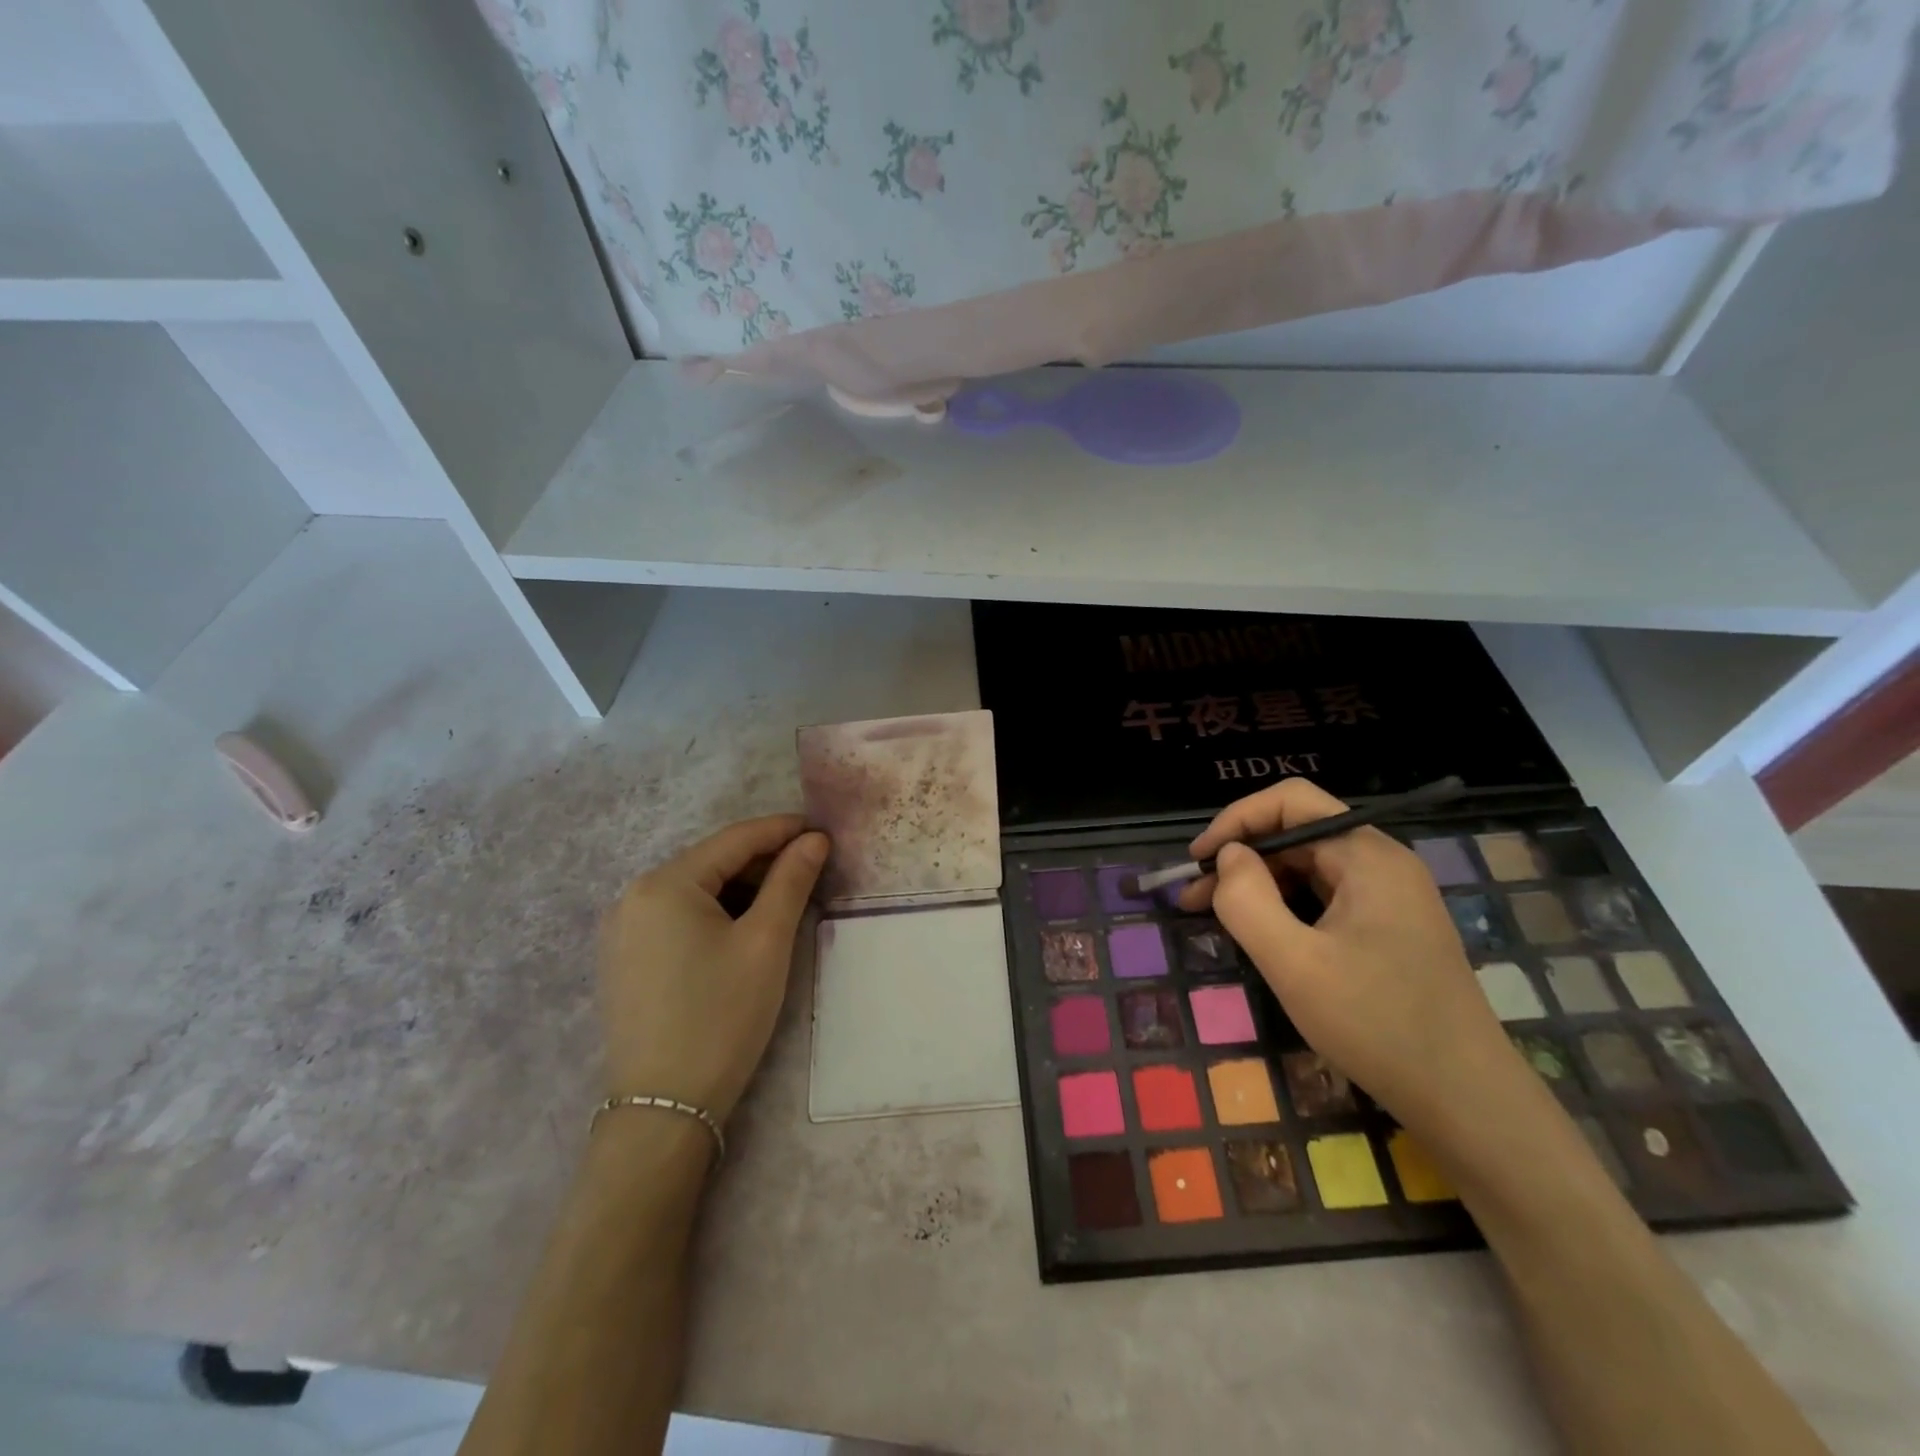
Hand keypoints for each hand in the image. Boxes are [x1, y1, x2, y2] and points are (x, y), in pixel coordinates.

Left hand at [597, 815, 828, 1122]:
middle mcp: (633, 896)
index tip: (822, 830)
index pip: (734, 839)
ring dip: (741, 888)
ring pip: (695, 890)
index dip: (782, 830)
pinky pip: (677, 917)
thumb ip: (791, 881)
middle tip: (811, 870)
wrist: (663, 1110)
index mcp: (664, 883)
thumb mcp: (766, 942)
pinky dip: (715, 912)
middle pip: (712, 862)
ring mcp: (622, 930)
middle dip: (763, 861)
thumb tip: (814, 839)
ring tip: (785, 900)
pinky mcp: (624, 960)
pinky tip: (744, 929)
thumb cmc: (721, 1016)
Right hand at [1177, 779, 1528, 1139]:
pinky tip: (1261, 934)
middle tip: (1194, 898)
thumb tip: (1228, 856)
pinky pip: (1325, 896)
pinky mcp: (1389, 927)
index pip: (1290, 801)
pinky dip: (1285, 906)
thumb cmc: (1378, 1025)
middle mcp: (1382, 863)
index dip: (1236, 820)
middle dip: (1241, 857)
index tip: (1198, 860)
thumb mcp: (1294, 963)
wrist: (1467, 1101)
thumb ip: (1248, 900)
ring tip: (1215, 916)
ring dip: (1258, 884)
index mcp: (1367, 856)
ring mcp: (1390, 896)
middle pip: (1297, 832)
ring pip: (1308, 867)